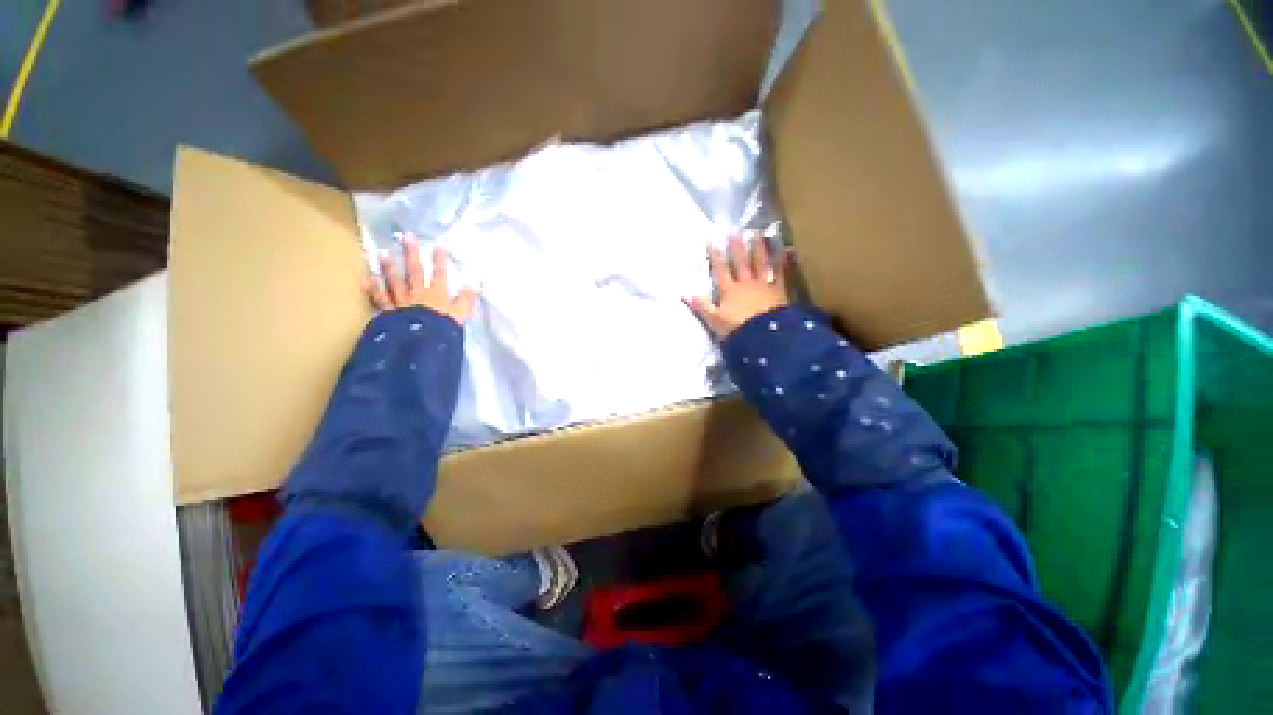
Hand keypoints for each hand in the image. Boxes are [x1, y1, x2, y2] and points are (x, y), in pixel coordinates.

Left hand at [366, 234, 478, 324]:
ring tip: (382, 252)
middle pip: (414, 271)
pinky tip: (367, 278)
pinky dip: (372, 288)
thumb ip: (467, 298)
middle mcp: (417, 294)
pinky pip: (379, 298)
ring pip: (393, 281)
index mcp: (436, 294)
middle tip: (406, 236)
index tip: (441, 240)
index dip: (441, 257)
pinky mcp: (388, 312)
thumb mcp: (460, 315)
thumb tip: (476, 280)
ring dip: (388, 267)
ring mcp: (400, 302)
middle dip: (412, 253)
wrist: (419, 345)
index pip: (440, 272)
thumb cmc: (442, 331)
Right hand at [688, 234, 787, 337]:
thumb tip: (684, 292)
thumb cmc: (737, 329)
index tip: (712, 240)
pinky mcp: (779, 291)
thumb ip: (701, 306)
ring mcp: (764, 285)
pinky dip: (783, 262)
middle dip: (737, 246)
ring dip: (759, 248)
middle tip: (736, 230)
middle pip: (741, 262)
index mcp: (729, 290)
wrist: (764, 336)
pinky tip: (787, 250)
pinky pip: (781, 273)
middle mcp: (746, 283)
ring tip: (760, 233)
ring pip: (761, 263)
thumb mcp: (714, 320)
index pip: (720, 270)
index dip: (715, 255)